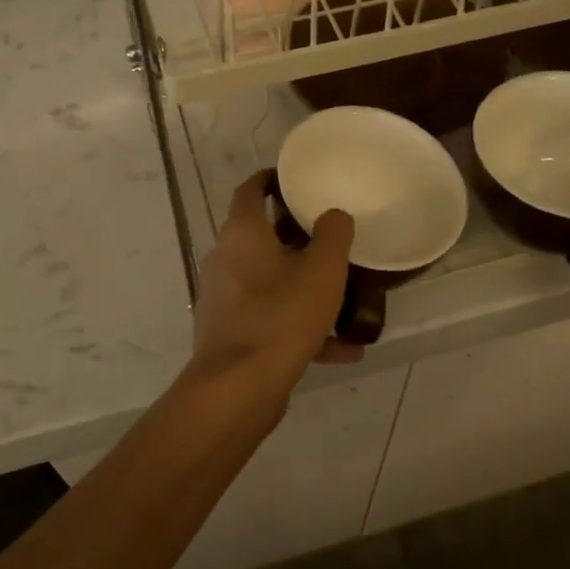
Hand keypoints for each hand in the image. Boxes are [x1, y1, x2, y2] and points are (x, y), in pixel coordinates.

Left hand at [188, 171, 360, 406]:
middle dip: (296, 238)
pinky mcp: (231, 335)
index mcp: (242, 235)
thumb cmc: (281, 316)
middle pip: (261, 237)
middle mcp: (225, 261)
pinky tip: (344, 350)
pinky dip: (302, 328)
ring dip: (304, 288)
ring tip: (344, 297)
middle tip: (330, 237)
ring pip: (270, 283)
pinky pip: (272, 321)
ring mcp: (224, 300)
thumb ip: (333, 235)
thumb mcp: (322, 270)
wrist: (238, 388)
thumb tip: (333, 215)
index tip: (296, 180)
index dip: (272, 180)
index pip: (250, 191)